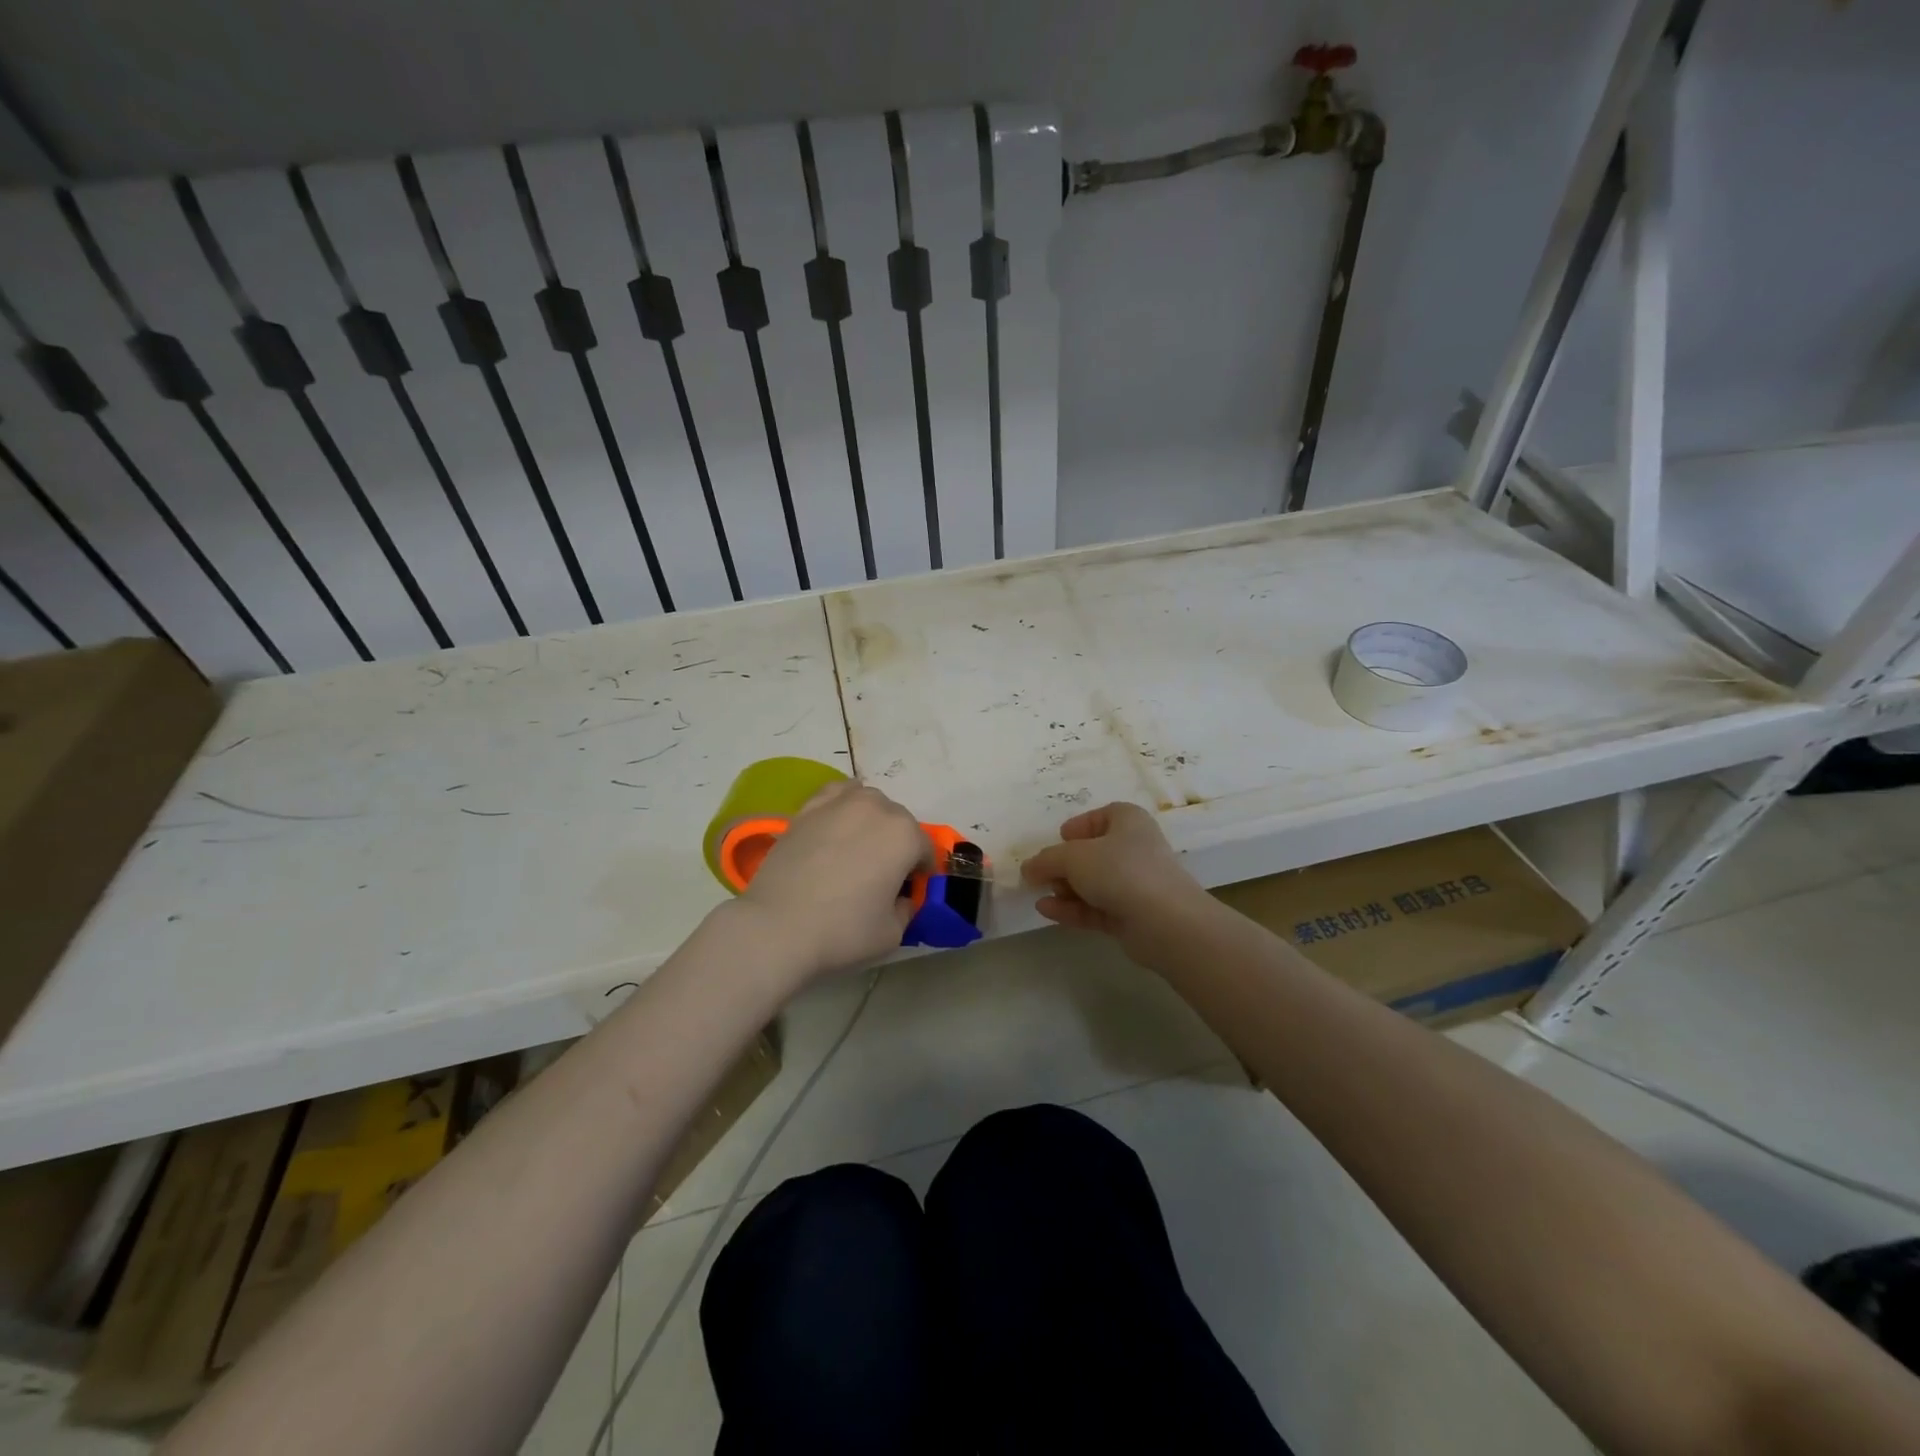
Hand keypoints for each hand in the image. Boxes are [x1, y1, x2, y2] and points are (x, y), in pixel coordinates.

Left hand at [735, 780, 931, 980]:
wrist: (777, 926)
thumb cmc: (843, 931)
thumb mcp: (893, 932)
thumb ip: (906, 908)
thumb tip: (900, 898)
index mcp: (905, 835)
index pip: (925, 850)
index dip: (920, 874)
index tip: (908, 893)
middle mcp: (877, 808)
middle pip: (899, 822)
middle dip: (897, 845)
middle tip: (881, 876)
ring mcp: (839, 803)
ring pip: (869, 803)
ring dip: (872, 821)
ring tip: (856, 850)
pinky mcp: (808, 808)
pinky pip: (836, 796)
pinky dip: (842, 808)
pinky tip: (834, 828)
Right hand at [1020, 802, 1211, 960]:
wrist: (1164, 921)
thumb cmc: (1120, 870)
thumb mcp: (1073, 857)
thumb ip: (1047, 860)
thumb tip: (1028, 868)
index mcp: (1128, 821)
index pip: (1102, 816)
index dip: (1079, 826)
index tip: (1059, 838)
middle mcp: (1134, 849)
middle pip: (1093, 853)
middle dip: (1064, 864)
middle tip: (1041, 874)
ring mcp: (1135, 884)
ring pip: (1094, 883)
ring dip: (1066, 888)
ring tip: (1040, 894)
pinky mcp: (1132, 915)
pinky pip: (1096, 907)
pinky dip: (1072, 908)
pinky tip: (1046, 911)